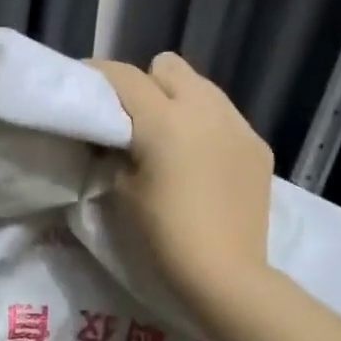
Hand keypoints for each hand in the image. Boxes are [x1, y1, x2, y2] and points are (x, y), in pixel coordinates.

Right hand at [92, 52, 274, 306]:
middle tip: (130, 118)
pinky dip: (205, 126)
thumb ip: (114, 151)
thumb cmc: (161, 235)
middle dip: (144, 83)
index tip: (83, 86)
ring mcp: (238, 125)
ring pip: (202, 87)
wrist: (225, 274)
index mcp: (164, 119)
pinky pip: (225, 117)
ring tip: (168, 138)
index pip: (123, 76)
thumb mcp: (119, 191)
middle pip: (168, 66)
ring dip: (178, 100)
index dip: (97, 75)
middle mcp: (205, 108)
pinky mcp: (258, 146)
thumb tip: (113, 136)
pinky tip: (200, 162)